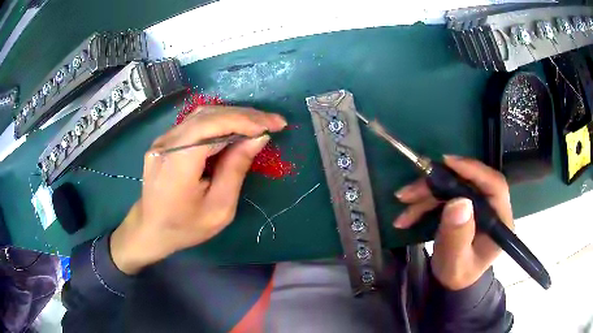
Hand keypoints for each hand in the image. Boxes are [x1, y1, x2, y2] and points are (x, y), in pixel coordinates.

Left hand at [110, 106, 286, 274]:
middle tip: (273, 122)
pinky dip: (219, 122)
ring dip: (234, 116)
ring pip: (202, 115)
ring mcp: (163, 139)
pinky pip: (195, 123)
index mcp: (178, 163)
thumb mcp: (219, 209)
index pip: (212, 126)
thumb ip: (236, 169)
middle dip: (245, 115)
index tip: (274, 125)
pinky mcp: (165, 140)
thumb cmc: (185, 227)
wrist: (150, 229)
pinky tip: (235, 129)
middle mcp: (166, 144)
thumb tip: (258, 137)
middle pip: (209, 115)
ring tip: (259, 124)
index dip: (245, 120)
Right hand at [393, 155, 513, 289]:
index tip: (447, 163)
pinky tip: (408, 213)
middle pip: (468, 183)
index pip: (495, 185)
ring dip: (426, 193)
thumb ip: (458, 237)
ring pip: (453, 187)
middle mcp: (492, 207)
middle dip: (437, 185)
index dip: (473, 170)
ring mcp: (477, 205)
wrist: (452, 281)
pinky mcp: (465, 205)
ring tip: (403, 201)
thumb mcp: (455, 263)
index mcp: (500, 221)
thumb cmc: (457, 275)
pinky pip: (445, 195)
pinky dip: (425, 201)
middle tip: (410, 191)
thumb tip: (459, 202)